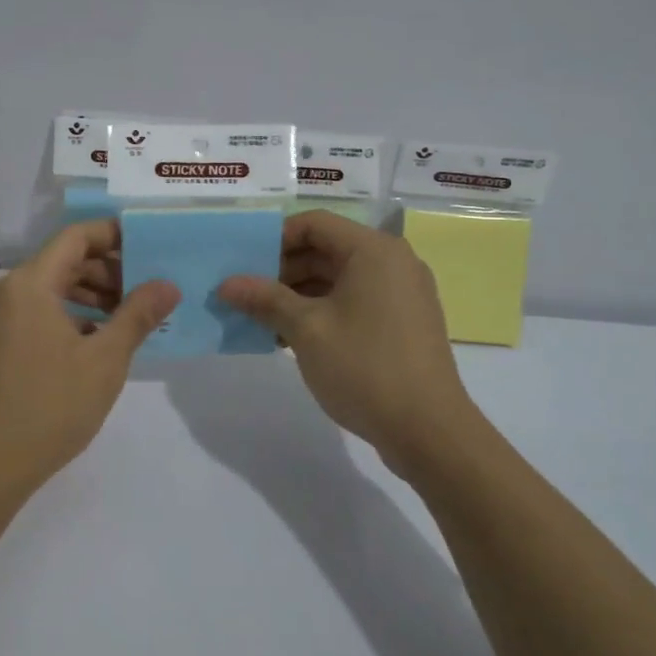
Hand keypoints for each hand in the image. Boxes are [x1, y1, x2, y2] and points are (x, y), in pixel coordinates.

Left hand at [0, 219, 179, 501]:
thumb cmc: (49, 405)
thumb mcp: (105, 359)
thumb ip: (138, 315)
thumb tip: (169, 284)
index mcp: (31, 283)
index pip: (77, 237)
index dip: (114, 235)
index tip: (150, 246)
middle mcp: (9, 291)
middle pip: (65, 261)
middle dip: (108, 269)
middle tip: (148, 288)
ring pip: (53, 288)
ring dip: (92, 294)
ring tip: (130, 315)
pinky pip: (40, 311)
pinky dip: (71, 316)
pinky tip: (99, 340)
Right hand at [218, 211, 473, 464]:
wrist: (429, 432)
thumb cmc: (365, 367)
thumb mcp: (306, 329)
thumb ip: (265, 299)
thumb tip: (226, 284)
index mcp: (373, 250)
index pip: (314, 223)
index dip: (275, 239)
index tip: (245, 265)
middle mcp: (393, 261)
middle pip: (327, 249)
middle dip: (283, 270)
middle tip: (247, 296)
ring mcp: (402, 293)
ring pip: (339, 278)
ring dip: (299, 294)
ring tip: (263, 320)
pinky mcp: (404, 321)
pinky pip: (356, 300)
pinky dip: (324, 310)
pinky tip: (293, 337)